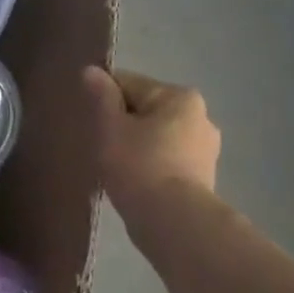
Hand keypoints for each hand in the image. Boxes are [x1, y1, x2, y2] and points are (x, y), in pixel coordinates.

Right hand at [83, 66, 219, 206]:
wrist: (173, 221)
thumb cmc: (138, 165)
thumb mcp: (110, 126)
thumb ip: (102, 96)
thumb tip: (92, 71)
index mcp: (179, 96)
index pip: (129, 83)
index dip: (103, 98)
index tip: (88, 119)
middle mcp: (200, 116)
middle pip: (145, 109)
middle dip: (122, 122)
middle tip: (99, 144)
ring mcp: (205, 149)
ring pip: (156, 136)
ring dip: (136, 145)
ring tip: (114, 166)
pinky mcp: (203, 177)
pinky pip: (166, 159)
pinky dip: (149, 165)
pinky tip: (133, 181)